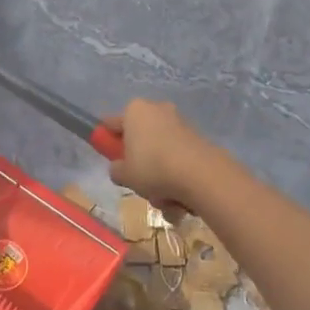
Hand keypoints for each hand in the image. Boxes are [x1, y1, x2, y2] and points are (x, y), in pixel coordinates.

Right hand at [105, 99, 220, 210]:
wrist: (200, 175)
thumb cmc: (152, 168)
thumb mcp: (124, 174)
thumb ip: (116, 169)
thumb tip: (120, 168)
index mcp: (135, 110)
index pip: (112, 123)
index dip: (108, 141)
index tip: (111, 159)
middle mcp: (157, 109)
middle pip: (140, 138)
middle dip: (140, 162)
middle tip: (138, 182)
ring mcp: (180, 123)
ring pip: (160, 153)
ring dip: (160, 176)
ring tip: (162, 199)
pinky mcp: (198, 139)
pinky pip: (179, 159)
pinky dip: (177, 177)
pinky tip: (179, 199)